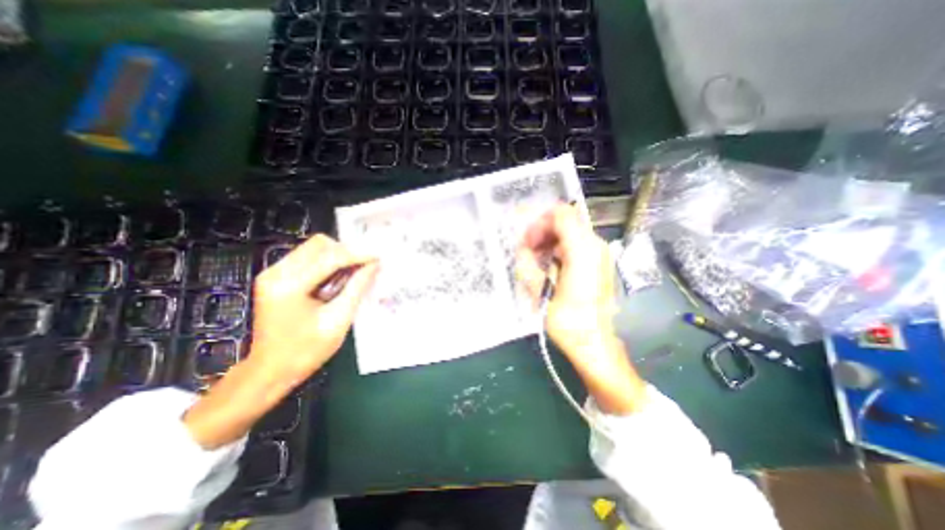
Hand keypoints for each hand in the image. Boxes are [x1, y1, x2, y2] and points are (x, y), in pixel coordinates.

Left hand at [183, 234, 378, 446]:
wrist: (270, 370)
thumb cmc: (306, 351)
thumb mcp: (338, 321)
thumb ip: (357, 288)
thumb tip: (374, 265)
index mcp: (290, 286)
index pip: (330, 258)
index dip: (358, 254)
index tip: (378, 256)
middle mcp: (276, 273)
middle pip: (319, 245)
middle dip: (346, 252)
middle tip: (365, 266)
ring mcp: (272, 273)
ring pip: (313, 248)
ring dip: (337, 256)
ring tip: (352, 274)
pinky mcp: (275, 277)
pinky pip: (307, 258)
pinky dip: (327, 262)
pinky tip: (337, 278)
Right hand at [513, 205, 617, 353]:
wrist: (595, 343)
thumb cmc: (568, 321)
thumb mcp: (540, 292)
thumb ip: (528, 264)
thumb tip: (522, 249)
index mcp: (583, 250)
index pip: (561, 214)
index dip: (539, 223)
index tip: (527, 242)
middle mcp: (595, 246)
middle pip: (566, 220)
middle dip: (543, 231)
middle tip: (528, 250)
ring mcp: (600, 254)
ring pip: (571, 231)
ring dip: (550, 240)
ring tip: (536, 259)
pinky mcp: (599, 263)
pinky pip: (576, 244)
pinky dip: (559, 248)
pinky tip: (549, 265)